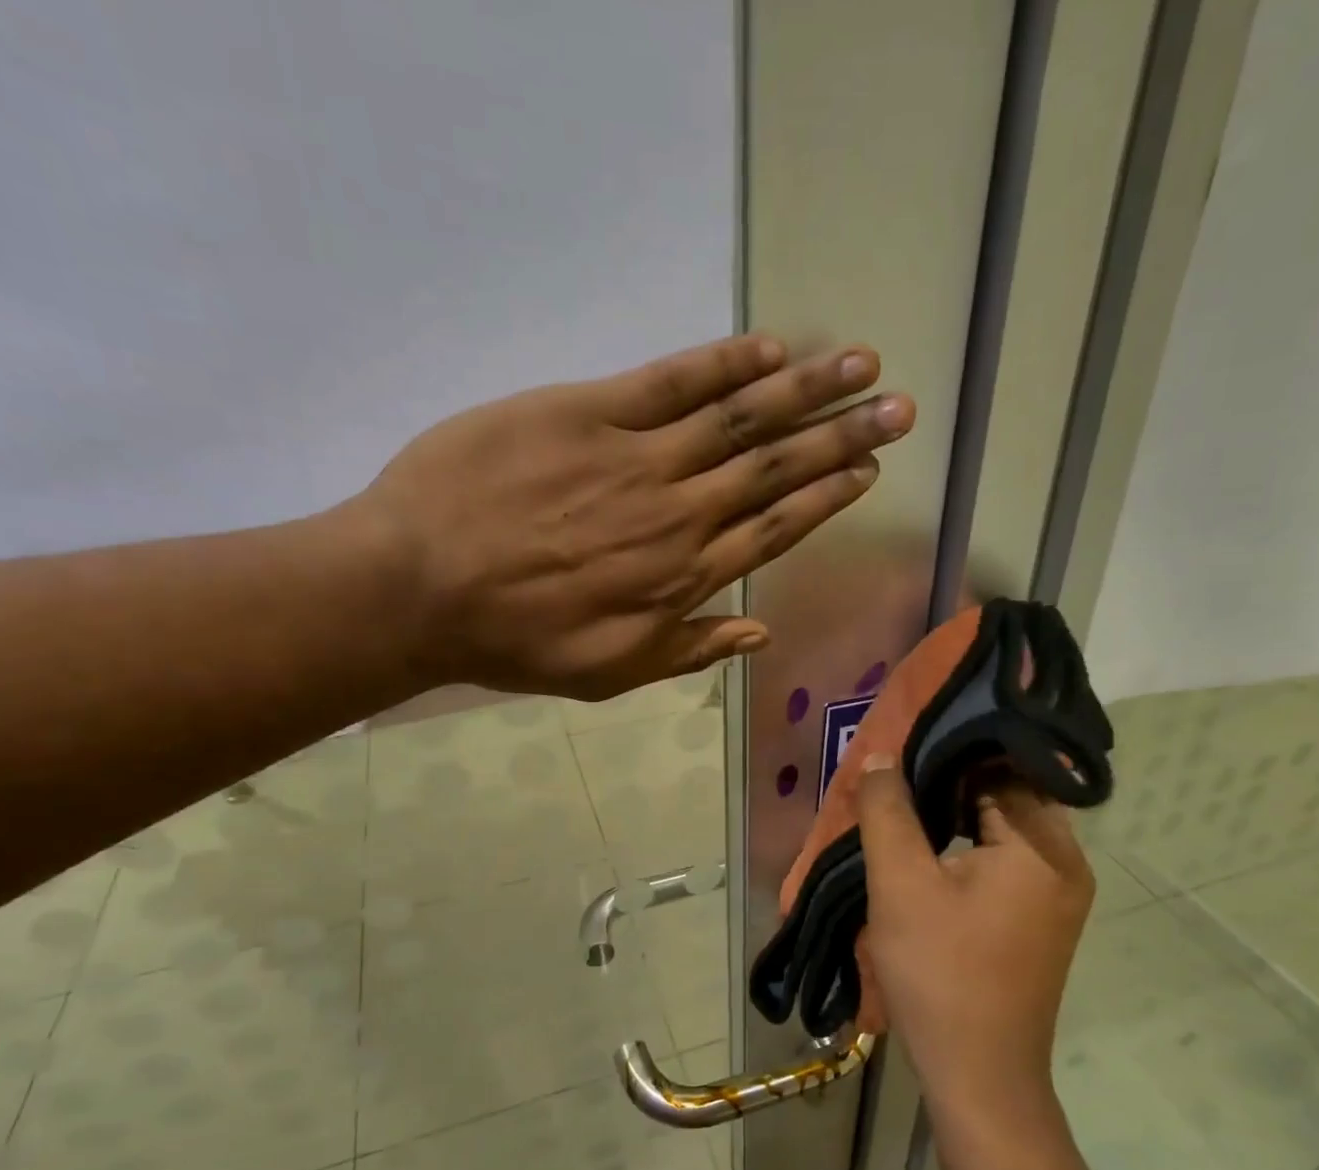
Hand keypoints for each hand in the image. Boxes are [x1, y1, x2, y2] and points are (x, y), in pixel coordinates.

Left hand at [338, 334, 914, 699]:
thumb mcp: (608, 673)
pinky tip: (771, 348)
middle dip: (843, 436)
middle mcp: (678, 515)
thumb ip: (687, 650)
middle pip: (774, 469)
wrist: (419, 589)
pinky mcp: (589, 413)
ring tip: (861, 364)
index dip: (826, 498)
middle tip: (899, 407)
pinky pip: (671, 382)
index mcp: (682, 579)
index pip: (774, 529)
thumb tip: (759, 632)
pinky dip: (725, 364)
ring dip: (806, 390)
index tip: (868, 472)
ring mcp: (637, 459)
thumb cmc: (514, 641)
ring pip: (739, 420)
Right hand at [854, 755, 1093, 1128]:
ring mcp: (1059, 895)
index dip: (949, 752)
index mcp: (1043, 846)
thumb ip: (888, 811)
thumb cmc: (940, 973)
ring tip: (905, 808)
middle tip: (897, 776)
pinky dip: (969, 848)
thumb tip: (881, 756)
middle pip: (1006, 796)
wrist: (978, 1076)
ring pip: (1003, 829)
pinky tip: (929, 853)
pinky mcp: (1043, 920)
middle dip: (950, 784)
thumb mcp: (900, 884)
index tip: (906, 745)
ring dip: (956, 817)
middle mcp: (1066, 862)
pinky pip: (1007, 862)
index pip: (1000, 767)